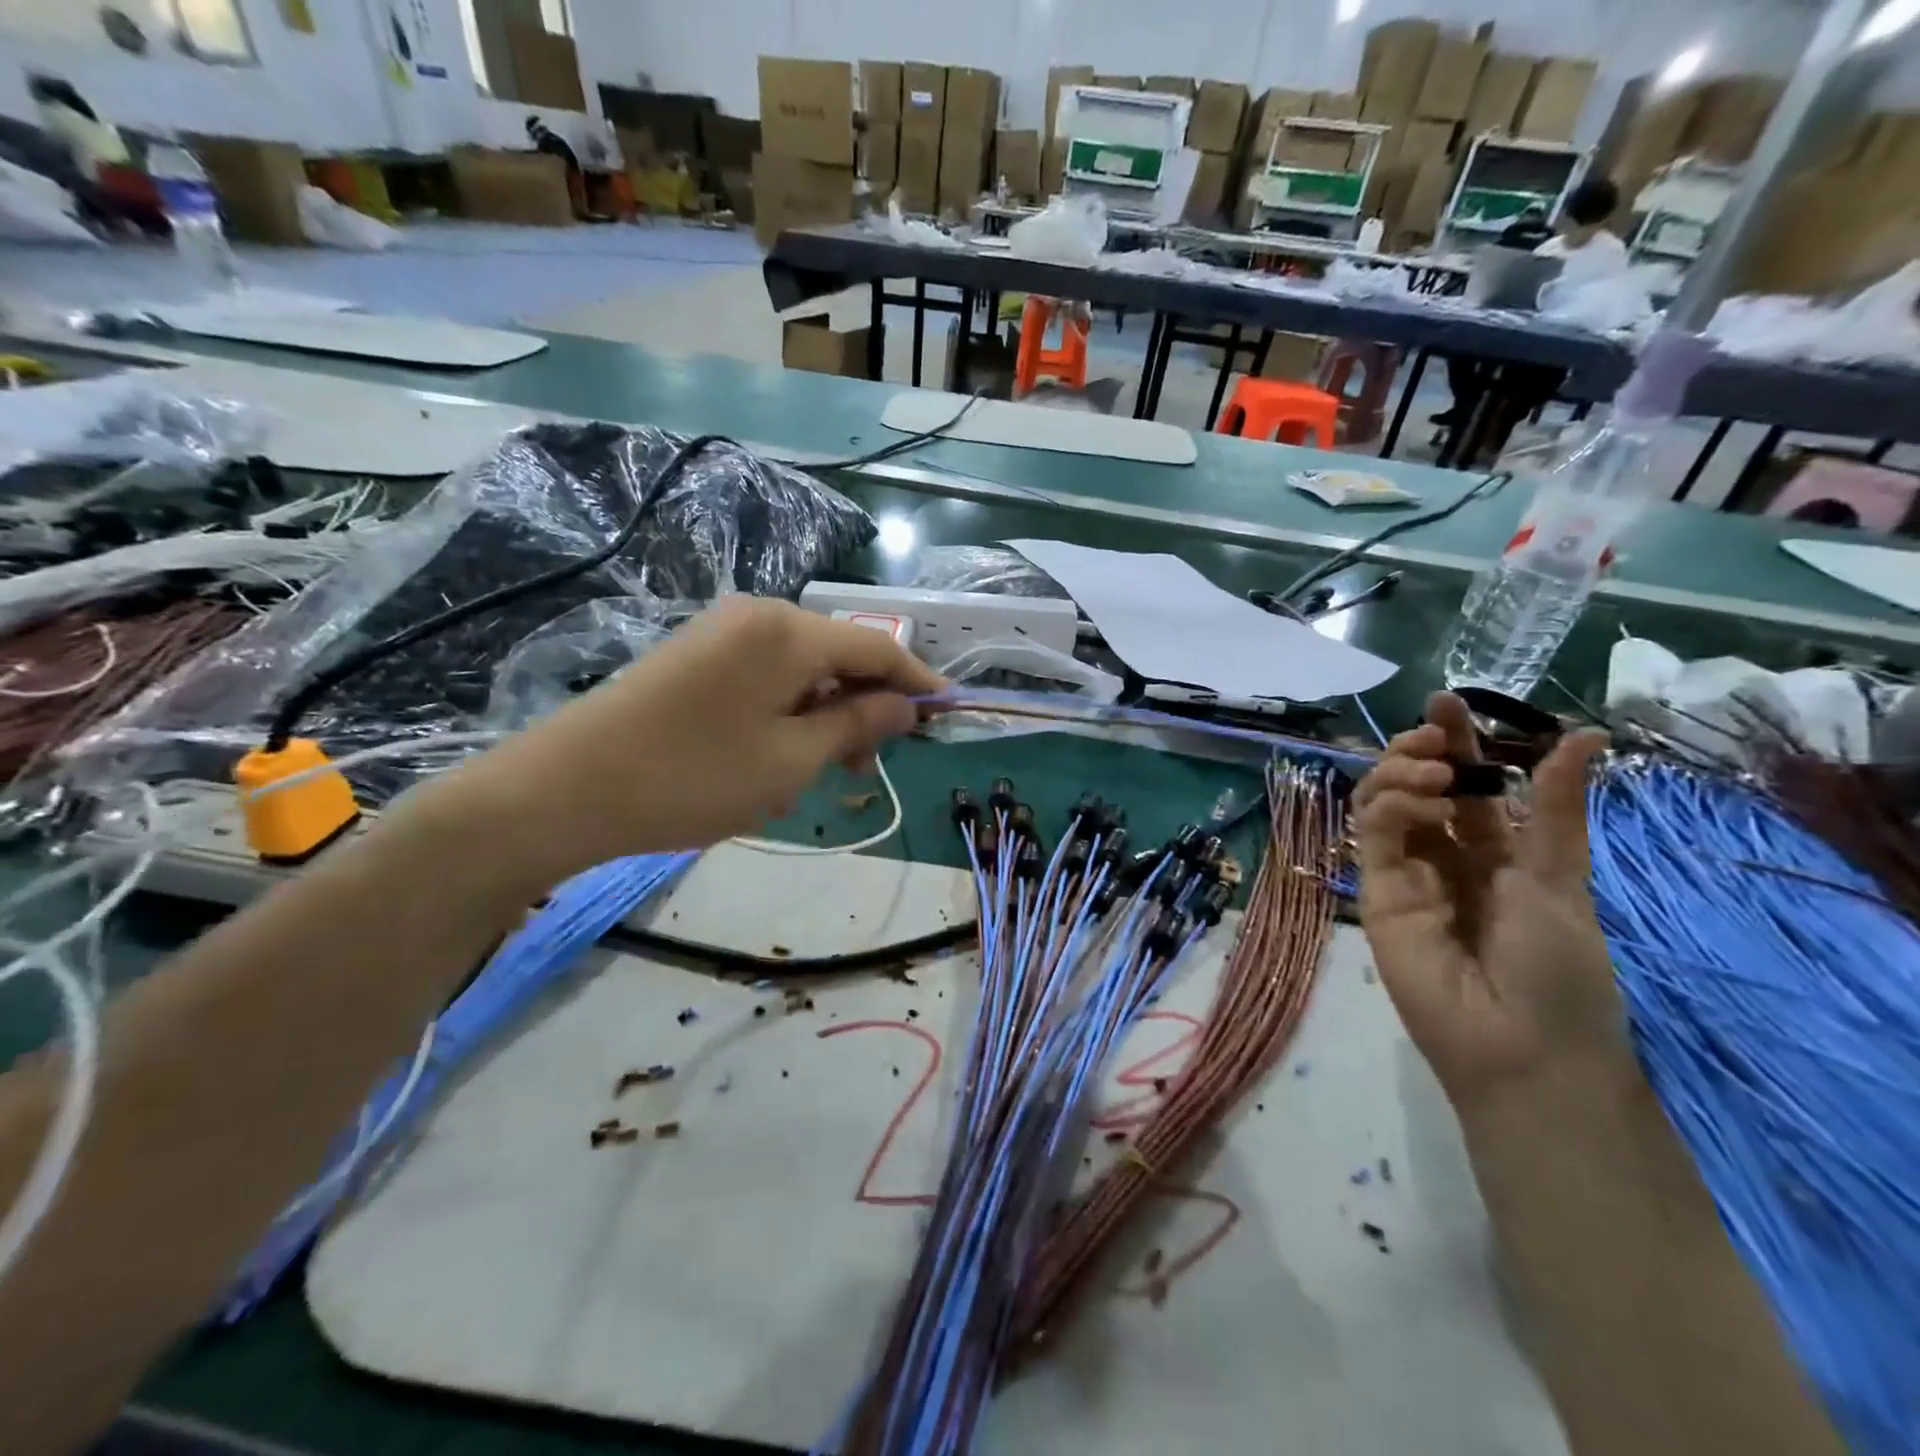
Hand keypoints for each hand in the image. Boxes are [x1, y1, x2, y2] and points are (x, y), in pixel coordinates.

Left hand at [444, 597, 944, 878]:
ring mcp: (723, 631)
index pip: (878, 648)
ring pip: (803, 670)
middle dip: (863, 707)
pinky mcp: (696, 653)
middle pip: (839, 655)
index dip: (918, 681)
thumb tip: (906, 704)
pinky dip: (786, 713)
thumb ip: (858, 724)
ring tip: (810, 774)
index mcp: (790, 631)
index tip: (946, 713)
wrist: (568, 788)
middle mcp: (760, 615)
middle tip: (862, 768)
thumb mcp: (792, 760)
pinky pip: (766, 676)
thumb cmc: (694, 777)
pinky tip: (771, 758)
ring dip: (822, 716)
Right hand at [1352, 691, 1624, 1109]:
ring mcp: (1404, 871)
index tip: (1446, 702)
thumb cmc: (1558, 967)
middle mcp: (1443, 853)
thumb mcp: (1560, 876)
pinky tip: (1419, 803)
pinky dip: (1388, 808)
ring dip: (1398, 773)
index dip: (1456, 741)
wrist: (1521, 1046)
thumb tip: (1586, 733)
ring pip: (1381, 802)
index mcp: (1494, 850)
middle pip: (1415, 785)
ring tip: (1430, 772)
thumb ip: (1556, 807)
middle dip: (1419, 750)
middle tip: (1433, 732)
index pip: (1467, 784)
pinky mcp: (1374, 890)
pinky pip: (1372, 835)